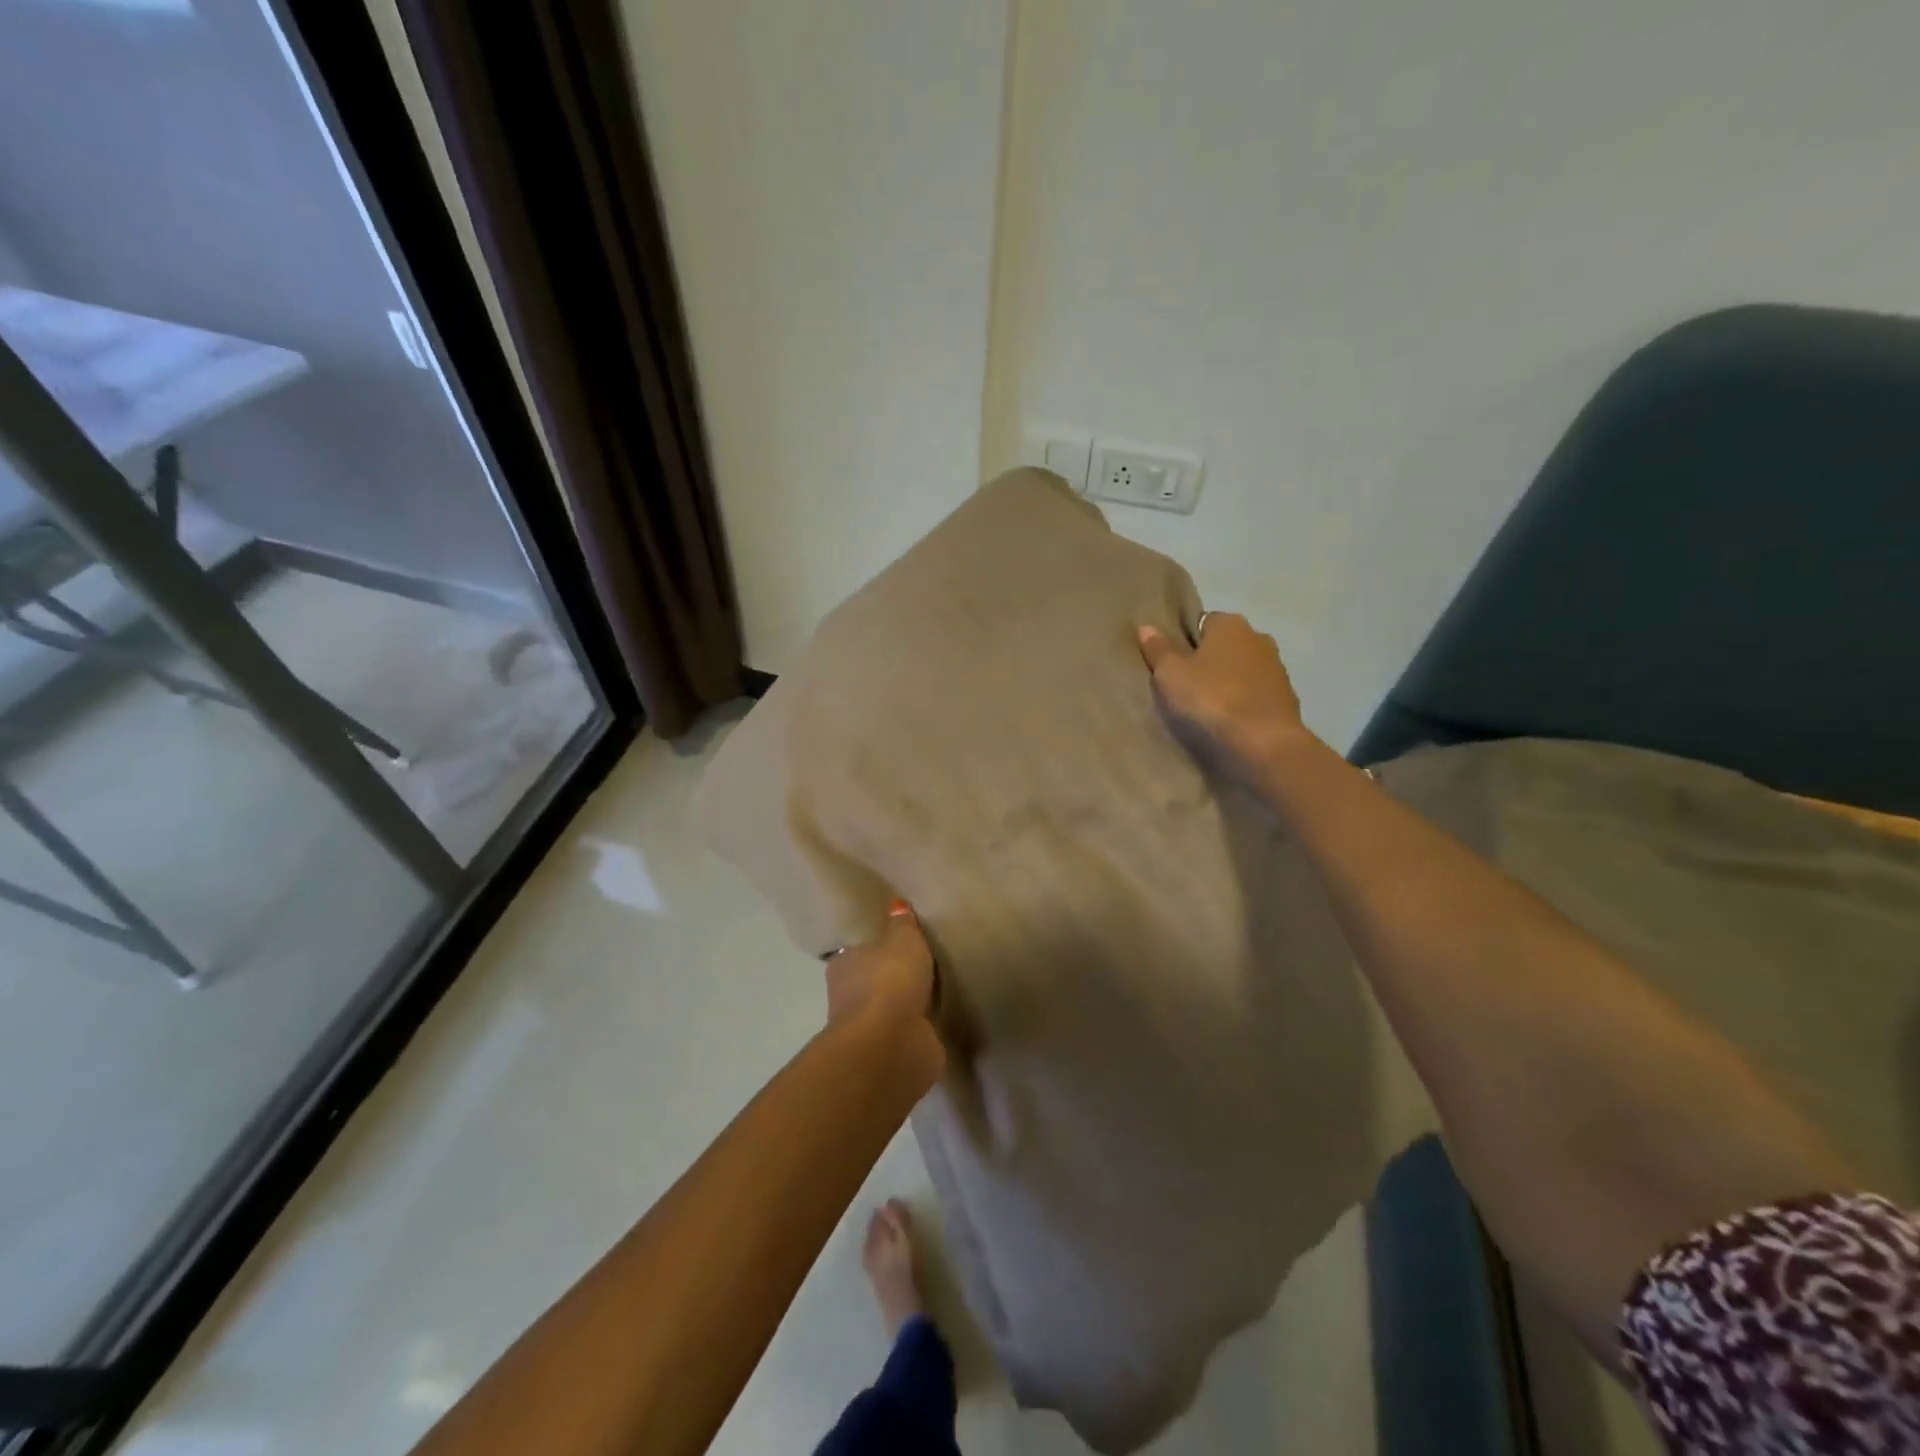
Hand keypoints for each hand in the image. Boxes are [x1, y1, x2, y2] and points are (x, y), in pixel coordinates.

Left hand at [825, 901, 937, 1034]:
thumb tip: (896, 904)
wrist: (891, 1043)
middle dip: (889, 980)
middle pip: (870, 983)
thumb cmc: (890, 980)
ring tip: (929, 996)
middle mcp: (847, 997)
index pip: (857, 953)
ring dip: (902, 1008)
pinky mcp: (886, 1054)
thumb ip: (902, 924)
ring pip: (886, 1011)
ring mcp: (866, 1029)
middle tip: (917, 970)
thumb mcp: (903, 940)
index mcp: (844, 965)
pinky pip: (903, 1034)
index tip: (894, 946)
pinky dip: (913, 1030)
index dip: (875, 949)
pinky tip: (931, 1023)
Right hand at [1137, 614, 1315, 776]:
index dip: (1184, 642)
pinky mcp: (1286, 696)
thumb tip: (1146, 627)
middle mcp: (1257, 636)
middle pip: (1223, 645)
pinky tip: (1228, 719)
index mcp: (1229, 624)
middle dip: (1207, 661)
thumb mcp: (1171, 674)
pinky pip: (1254, 692)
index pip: (1201, 622)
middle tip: (1184, 686)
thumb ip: (1158, 649)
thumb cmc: (1212, 698)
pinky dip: (1242, 701)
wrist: (1264, 741)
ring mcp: (1276, 666)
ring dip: (1226, 681)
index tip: (1171, 665)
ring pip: (1241, 669)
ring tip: (1205, 706)